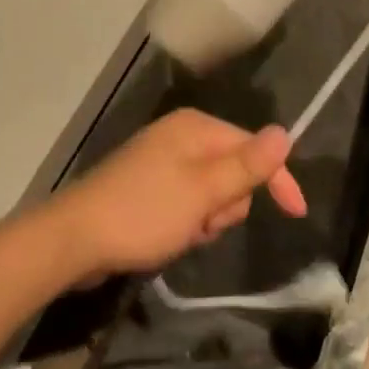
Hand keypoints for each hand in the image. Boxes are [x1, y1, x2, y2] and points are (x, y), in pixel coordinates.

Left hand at [47, 108, 307, 278]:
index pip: (252, 146)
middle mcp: (181, 136)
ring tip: (184, 233)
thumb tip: (285, 133)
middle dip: (228, 203)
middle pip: (233, 169)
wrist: (72, 240)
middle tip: (206, 222)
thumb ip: (247, 165)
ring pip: (212, 191)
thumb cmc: (144, 212)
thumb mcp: (203, 192)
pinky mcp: (148, 186)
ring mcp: (162, 161)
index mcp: (196, 128)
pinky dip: (188, 221)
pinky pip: (188, 202)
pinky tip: (169, 237)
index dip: (276, 178)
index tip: (296, 213)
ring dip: (207, 217)